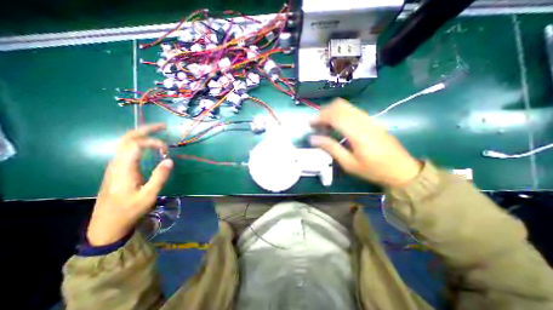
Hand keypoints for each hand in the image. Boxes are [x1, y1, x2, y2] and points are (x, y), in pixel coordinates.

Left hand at [86, 124, 171, 245]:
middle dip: (145, 129)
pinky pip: (126, 151)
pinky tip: (149, 147)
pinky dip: (139, 144)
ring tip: (158, 134)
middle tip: (163, 126)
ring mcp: (114, 167)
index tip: (167, 150)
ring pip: (124, 143)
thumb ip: (159, 177)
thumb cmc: (129, 211)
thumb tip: (169, 160)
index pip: (136, 145)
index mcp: (123, 169)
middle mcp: (116, 164)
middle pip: (126, 139)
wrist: (107, 225)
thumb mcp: (148, 196)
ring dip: (141, 135)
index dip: (153, 142)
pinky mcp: (117, 170)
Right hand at [309, 98, 421, 186]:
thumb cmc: (373, 170)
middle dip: (324, 112)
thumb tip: (313, 139)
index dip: (319, 117)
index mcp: (357, 132)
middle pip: (340, 106)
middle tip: (316, 125)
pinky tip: (337, 126)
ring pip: (346, 106)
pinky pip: (352, 111)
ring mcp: (369, 119)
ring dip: (332, 112)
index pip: (335, 116)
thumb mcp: (349, 164)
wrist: (402, 170)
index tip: (309, 124)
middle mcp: (363, 121)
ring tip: (324, 126)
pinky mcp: (371, 121)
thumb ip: (331, 148)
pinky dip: (340, 114)